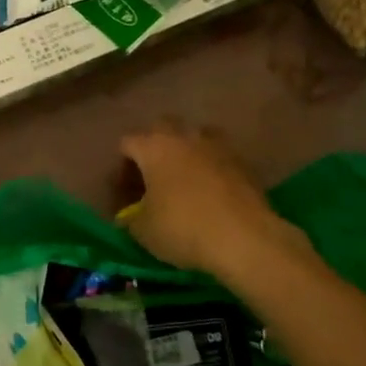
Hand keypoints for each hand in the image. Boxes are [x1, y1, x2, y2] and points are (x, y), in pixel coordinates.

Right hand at [120, 124, 307, 280]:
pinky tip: (211, 191)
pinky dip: (212, 167)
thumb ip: (129, 218)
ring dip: (187, 150)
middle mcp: (185, 137)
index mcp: (154, 147)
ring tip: (185, 178)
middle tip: (153, 176)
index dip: (121, 166)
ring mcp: (218, 146)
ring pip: (196, 135)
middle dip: (154, 146)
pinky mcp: (244, 162)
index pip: (127, 143)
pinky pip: (219, 156)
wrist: (244, 239)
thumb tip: (128, 216)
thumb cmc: (183, 229)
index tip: (125, 191)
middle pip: (162, 127)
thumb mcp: (143, 231)